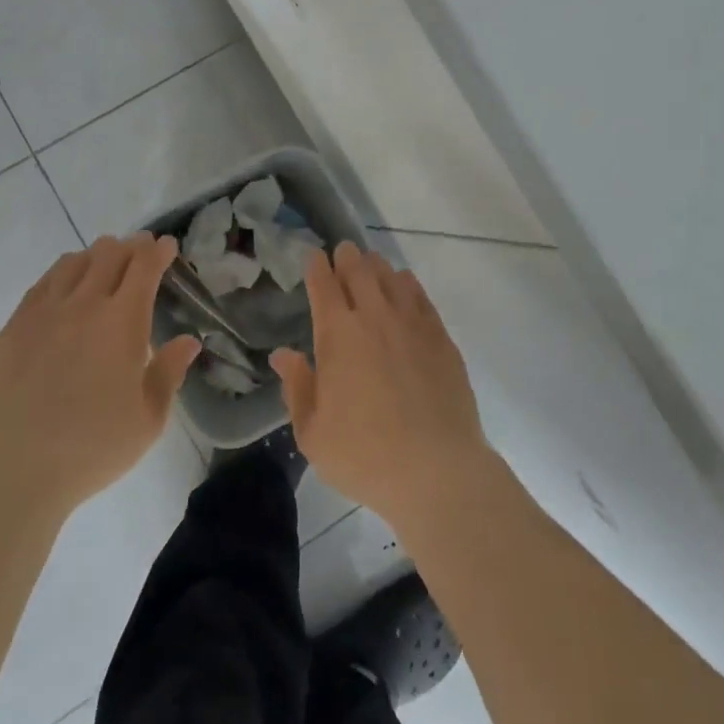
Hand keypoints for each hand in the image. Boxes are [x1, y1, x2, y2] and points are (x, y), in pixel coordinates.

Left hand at [0, 234, 200, 521]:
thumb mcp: (149, 420)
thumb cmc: (93, 449)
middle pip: (110, 253)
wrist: (15, 473)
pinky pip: (43, 283)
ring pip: (74, 261)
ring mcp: (44, 313)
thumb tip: (189, 340)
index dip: (159, 250)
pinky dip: (63, 274)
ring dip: (96, 257)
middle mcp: (84, 305)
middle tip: (140, 254)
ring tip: (104, 268)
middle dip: (131, 247)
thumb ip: (170, 372)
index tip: (167, 246)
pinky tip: (66, 289)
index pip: (144, 266)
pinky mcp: (13, 327)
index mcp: (122, 322)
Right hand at [271, 241, 494, 528]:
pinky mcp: (440, 335)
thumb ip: (297, 387)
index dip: (317, 265)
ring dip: (376, 267)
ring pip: (390, 276)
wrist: (436, 469)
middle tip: (342, 254)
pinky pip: (419, 295)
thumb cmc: (365, 455)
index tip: (314, 257)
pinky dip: (406, 284)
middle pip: (358, 269)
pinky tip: (403, 287)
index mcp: (337, 334)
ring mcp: (411, 322)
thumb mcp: (313, 433)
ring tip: (370, 267)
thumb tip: (283, 354)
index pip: (324, 283)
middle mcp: (374, 316)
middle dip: (346, 257)